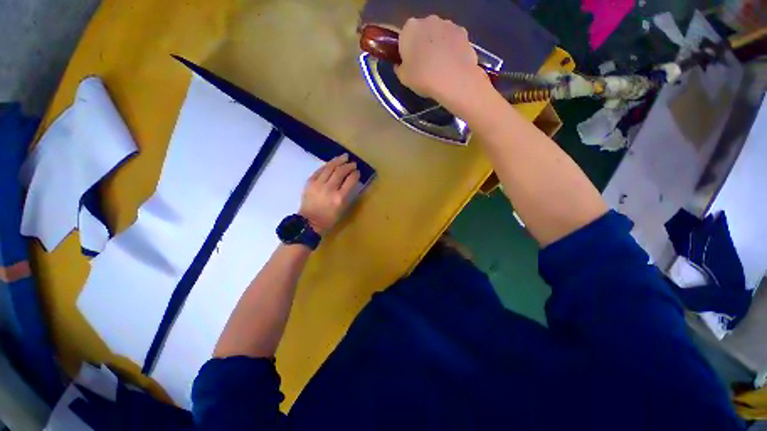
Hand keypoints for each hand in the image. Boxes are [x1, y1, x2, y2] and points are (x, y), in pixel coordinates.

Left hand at [299, 154, 359, 234]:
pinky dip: (327, 165)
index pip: (350, 181)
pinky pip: (319, 170)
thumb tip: (351, 181)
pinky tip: (332, 163)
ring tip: (344, 156)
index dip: (355, 174)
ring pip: (329, 168)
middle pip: (340, 172)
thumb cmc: (329, 218)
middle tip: (353, 163)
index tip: (358, 172)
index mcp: (339, 198)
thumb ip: (347, 194)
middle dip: (348, 166)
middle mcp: (329, 189)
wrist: (309, 222)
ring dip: (338, 161)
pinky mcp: (310, 182)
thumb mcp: (342, 209)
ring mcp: (318, 184)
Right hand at [395, 16, 490, 113]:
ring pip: (439, 35)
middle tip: (425, 66)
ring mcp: (448, 24)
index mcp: (409, 28)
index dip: (406, 51)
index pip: (404, 37)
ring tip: (440, 67)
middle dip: (423, 45)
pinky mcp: (463, 32)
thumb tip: (400, 65)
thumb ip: (399, 68)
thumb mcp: (404, 78)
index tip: (410, 64)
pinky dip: (452, 49)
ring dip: (438, 46)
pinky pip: (453, 40)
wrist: (454, 80)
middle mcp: (428, 20)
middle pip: (423, 32)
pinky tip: (452, 65)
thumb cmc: (423, 78)